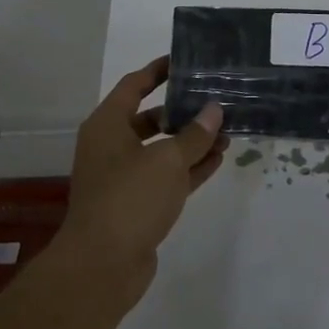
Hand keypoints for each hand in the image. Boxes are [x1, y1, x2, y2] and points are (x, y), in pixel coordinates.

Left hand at [59, 56, 226, 303]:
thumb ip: (194, 134)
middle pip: (150, 118)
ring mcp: (123, 178)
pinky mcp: (136, 205)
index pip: (135, 85)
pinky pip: (166, 177)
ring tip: (226, 131)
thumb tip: (214, 109)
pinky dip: (189, 169)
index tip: (185, 61)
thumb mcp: (168, 160)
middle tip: (215, 100)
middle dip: (183, 111)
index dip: (158, 71)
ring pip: (161, 150)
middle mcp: (111, 146)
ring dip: (191, 142)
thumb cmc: (130, 198)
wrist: (102, 267)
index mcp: (108, 125)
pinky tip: (217, 160)